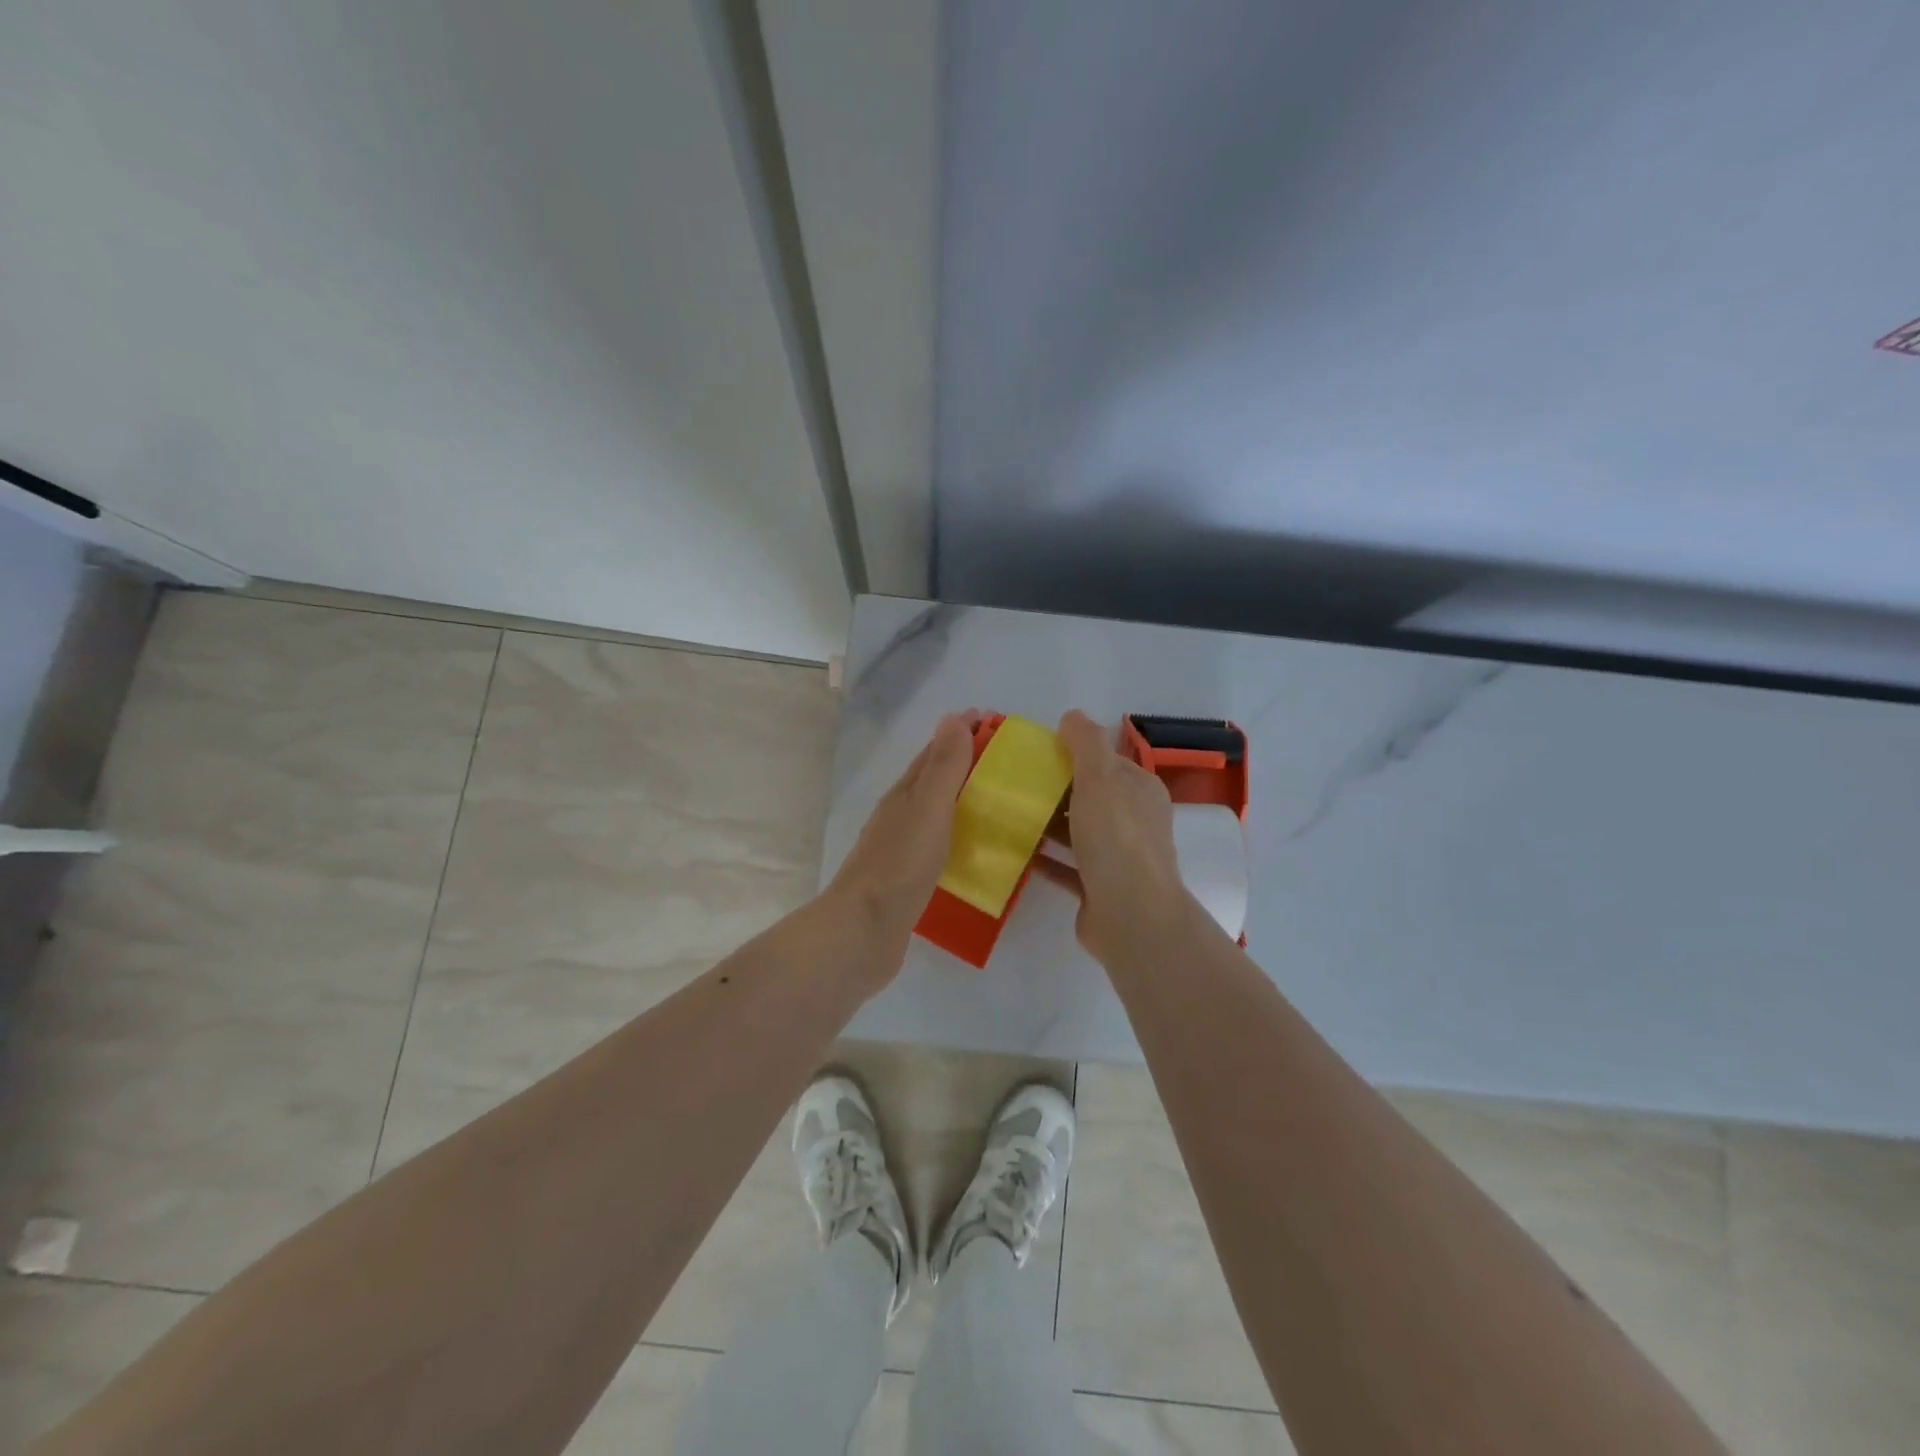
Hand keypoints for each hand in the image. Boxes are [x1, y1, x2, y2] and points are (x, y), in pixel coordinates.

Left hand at [825, 712, 977, 954]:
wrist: (864, 930)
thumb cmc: (899, 864)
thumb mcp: (927, 807)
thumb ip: (943, 767)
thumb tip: (953, 718)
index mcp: (904, 794)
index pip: (935, 752)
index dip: (961, 733)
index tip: (992, 721)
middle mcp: (900, 815)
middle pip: (934, 780)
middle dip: (965, 763)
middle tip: (1007, 762)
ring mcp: (902, 849)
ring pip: (937, 814)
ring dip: (963, 801)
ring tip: (1001, 803)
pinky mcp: (909, 879)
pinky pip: (940, 846)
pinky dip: (959, 837)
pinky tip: (977, 851)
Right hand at [1031, 711, 1192, 961]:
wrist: (1130, 916)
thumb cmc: (1116, 839)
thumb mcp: (1100, 778)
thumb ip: (1086, 743)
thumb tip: (1072, 716)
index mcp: (1139, 791)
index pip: (1105, 762)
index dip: (1072, 753)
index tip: (1034, 753)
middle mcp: (1134, 822)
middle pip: (1089, 797)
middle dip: (1055, 789)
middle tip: (1012, 784)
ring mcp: (1118, 858)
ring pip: (1077, 833)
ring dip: (1047, 824)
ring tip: (1007, 814)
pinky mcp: (1099, 889)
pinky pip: (1067, 867)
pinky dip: (1045, 859)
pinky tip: (1016, 852)